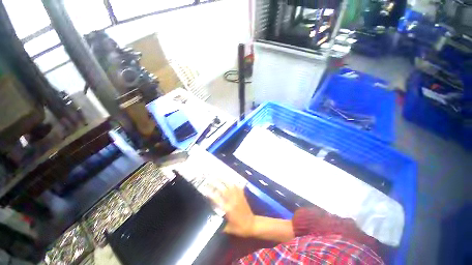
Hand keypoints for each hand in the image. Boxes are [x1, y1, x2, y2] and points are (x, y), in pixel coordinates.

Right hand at [209, 184, 254, 237]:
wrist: (252, 224)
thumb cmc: (239, 228)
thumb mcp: (228, 229)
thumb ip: (219, 225)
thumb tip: (210, 221)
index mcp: (228, 209)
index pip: (218, 200)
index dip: (211, 195)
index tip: (205, 190)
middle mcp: (233, 201)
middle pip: (224, 190)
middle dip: (217, 184)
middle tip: (211, 180)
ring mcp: (238, 196)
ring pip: (231, 186)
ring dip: (225, 181)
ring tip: (219, 177)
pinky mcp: (242, 195)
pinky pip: (237, 187)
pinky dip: (233, 182)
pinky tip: (229, 180)